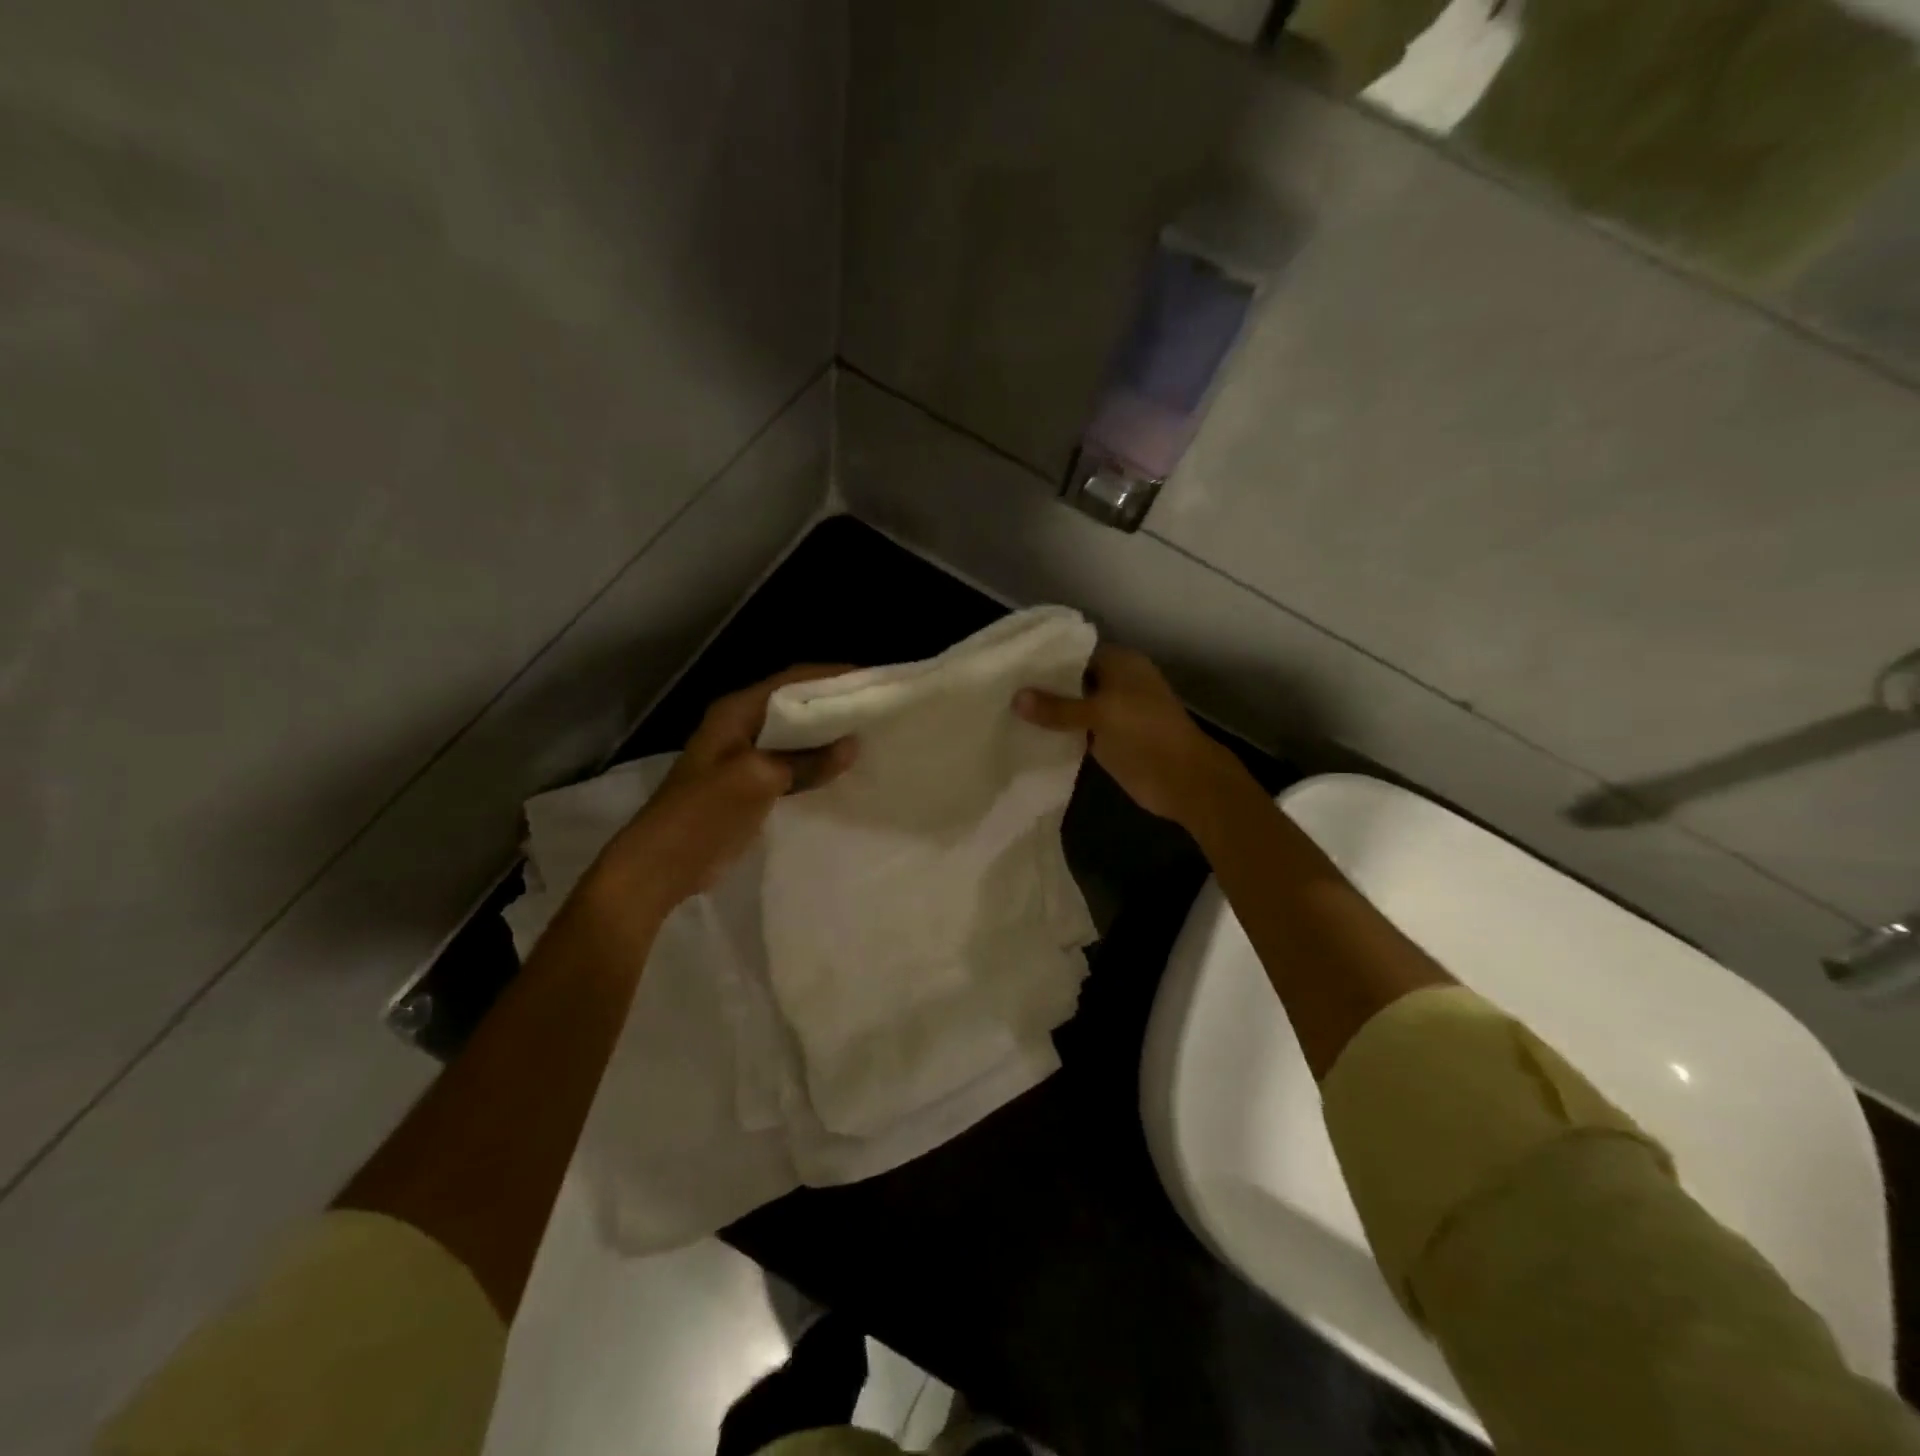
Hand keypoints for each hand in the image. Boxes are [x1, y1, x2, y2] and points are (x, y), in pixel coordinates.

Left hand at [581, 665, 857, 928]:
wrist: (661, 864)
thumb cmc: (702, 812)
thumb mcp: (757, 780)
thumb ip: (806, 761)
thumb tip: (852, 746)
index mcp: (736, 711)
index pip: (792, 680)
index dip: (832, 676)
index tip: (872, 680)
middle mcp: (742, 725)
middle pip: (795, 705)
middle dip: (834, 704)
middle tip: (878, 709)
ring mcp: (745, 756)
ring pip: (795, 735)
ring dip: (827, 735)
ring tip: (870, 735)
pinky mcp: (751, 784)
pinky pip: (791, 764)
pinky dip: (816, 763)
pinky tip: (843, 770)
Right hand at [1015, 644, 1239, 826]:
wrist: (1182, 780)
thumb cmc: (1147, 733)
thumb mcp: (1100, 713)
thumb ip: (1057, 707)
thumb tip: (1015, 698)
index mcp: (1121, 664)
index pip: (1076, 651)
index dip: (1046, 656)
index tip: (1012, 661)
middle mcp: (1114, 683)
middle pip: (1071, 679)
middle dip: (1041, 685)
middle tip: (1000, 686)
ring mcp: (1110, 713)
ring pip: (1071, 706)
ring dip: (1046, 711)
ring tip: (1003, 708)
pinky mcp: (1105, 739)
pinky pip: (1074, 730)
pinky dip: (1055, 732)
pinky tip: (1024, 734)